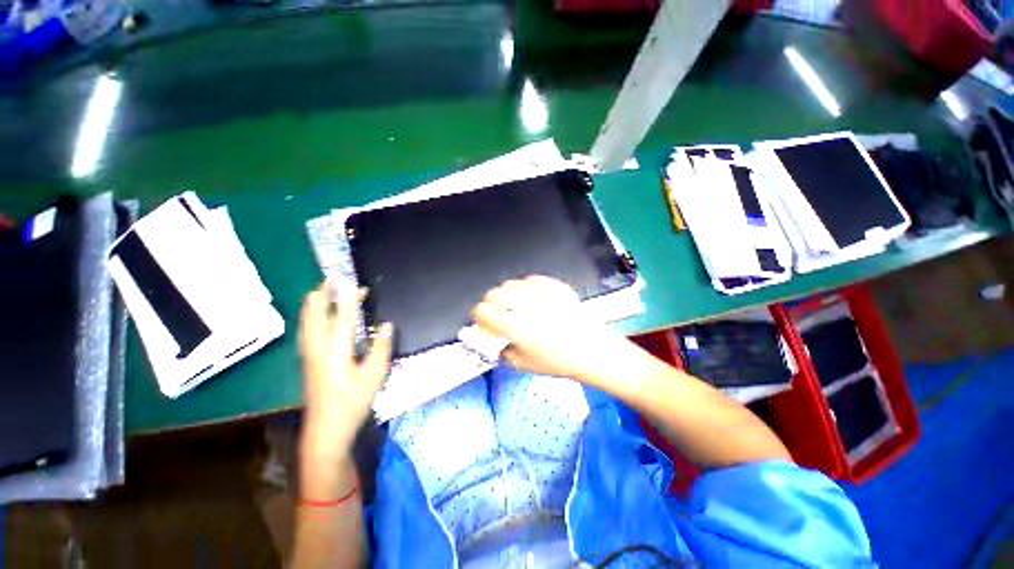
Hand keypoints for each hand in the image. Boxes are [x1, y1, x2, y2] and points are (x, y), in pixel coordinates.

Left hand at [299, 281, 392, 464]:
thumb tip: (386, 324)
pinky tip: (313, 316)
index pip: (342, 318)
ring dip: (314, 304)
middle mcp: (318, 349)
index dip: (348, 299)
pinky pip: (305, 331)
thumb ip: (381, 347)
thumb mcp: (375, 375)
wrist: (326, 429)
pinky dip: (309, 317)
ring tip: (319, 290)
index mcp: (337, 351)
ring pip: (307, 322)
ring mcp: (309, 355)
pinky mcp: (307, 361)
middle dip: (322, 295)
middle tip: (331, 280)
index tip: (353, 283)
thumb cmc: (353, 402)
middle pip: (316, 315)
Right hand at [471, 276, 631, 383]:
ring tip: (515, 304)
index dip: (479, 316)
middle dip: (490, 304)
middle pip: (493, 293)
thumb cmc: (557, 361)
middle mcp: (524, 305)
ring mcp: (540, 292)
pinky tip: (532, 297)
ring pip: (511, 283)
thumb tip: (495, 341)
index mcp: (513, 326)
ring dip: (507, 294)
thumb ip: (503, 351)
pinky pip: (531, 279)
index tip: (483, 321)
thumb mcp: (523, 364)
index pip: (482, 310)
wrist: (591, 349)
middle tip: (498, 314)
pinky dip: (526, 287)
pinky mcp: (554, 286)